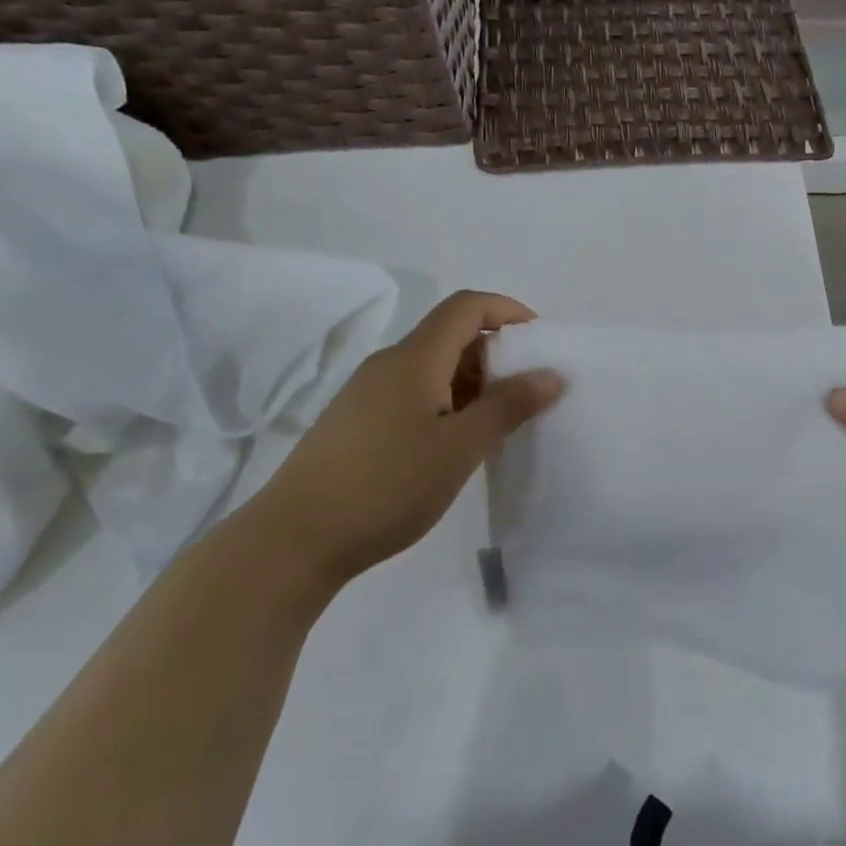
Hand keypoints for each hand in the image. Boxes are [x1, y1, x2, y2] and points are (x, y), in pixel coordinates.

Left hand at [253, 291, 562, 580]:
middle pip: (450, 334)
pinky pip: (412, 392)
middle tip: (525, 392)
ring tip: (496, 423)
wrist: (294, 539)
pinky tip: (453, 444)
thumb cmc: (387, 485)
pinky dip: (445, 402)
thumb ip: (509, 406)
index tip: (540, 342)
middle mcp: (389, 363)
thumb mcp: (461, 448)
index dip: (508, 311)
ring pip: (431, 367)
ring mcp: (367, 392)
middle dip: (495, 353)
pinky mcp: (355, 421)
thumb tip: (550, 374)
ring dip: (471, 381)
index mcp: (415, 357)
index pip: (467, 306)